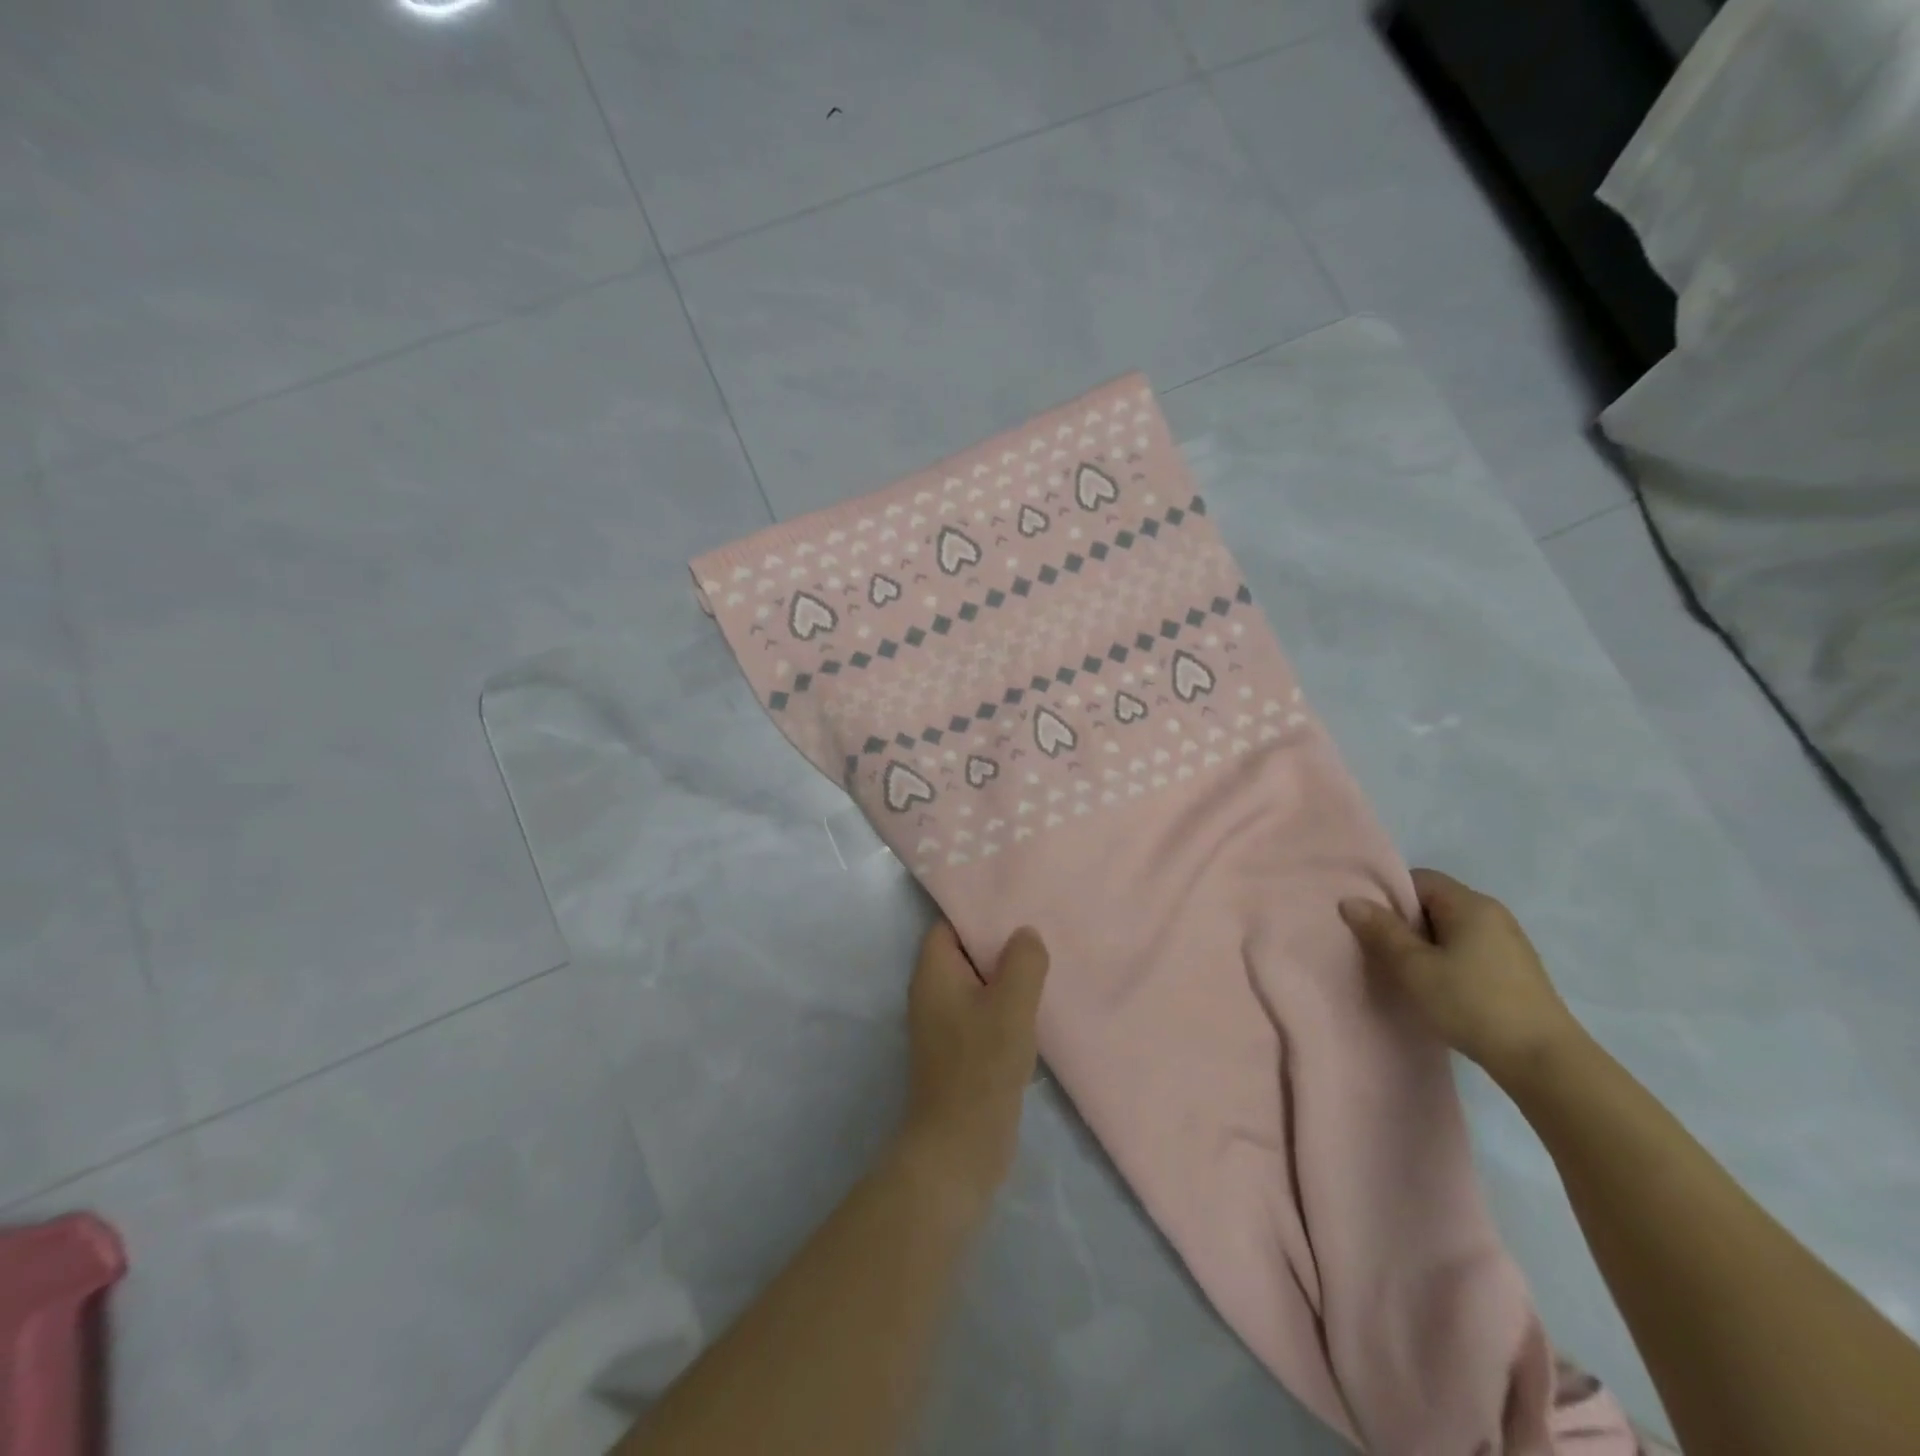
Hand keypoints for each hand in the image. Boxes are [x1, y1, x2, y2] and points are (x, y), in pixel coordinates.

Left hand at [900, 922, 1049, 1211]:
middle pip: (966, 951)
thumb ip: (1022, 963)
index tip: (1017, 903)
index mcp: (933, 972)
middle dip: (1000, 942)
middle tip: (1040, 929)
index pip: (951, 924)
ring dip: (1007, 976)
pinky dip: (1006, 1005)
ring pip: (979, 983)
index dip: (981, 911)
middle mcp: (932, 992)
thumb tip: (1025, 934)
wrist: (960, 1146)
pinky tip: (1038, 1005)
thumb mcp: (1011, 1006)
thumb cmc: (981, 1066)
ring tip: (1046, 962)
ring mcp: (945, 1023)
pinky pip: (984, 1011)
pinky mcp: (960, 1049)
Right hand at [1339, 869, 1582, 1084]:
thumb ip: (1381, 930)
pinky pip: (1469, 951)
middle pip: (1435, 903)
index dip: (1389, 896)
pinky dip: (1448, 962)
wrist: (1544, 1062)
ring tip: (1407, 974)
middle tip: (1381, 951)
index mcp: (1470, 904)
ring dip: (1425, 946)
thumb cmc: (1472, 1004)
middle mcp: (1493, 915)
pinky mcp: (1516, 972)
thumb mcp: (1414, 967)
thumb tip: (1350, 900)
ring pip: (1451, 930)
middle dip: (1405, 923)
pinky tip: (1440, 990)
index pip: (1419, 879)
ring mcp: (1509, 944)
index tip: (1371, 924)